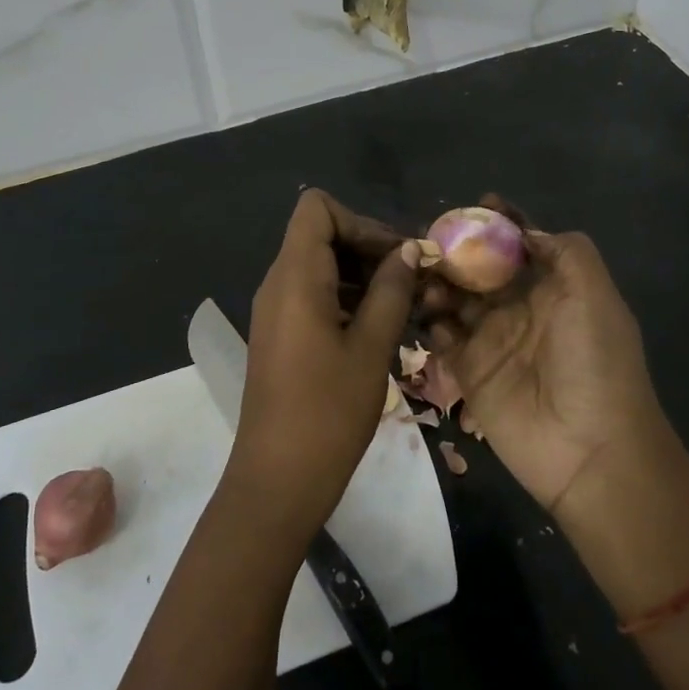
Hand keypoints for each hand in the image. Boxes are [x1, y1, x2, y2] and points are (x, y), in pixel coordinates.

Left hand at [232, 189, 418, 539]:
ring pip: (319, 265)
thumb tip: (409, 250)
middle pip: (320, 234)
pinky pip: (313, 295)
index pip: (317, 208)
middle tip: (413, 280)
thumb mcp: (371, 348)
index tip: (395, 256)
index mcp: (295, 277)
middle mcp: (278, 283)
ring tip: (405, 305)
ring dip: (361, 275)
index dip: (360, 221)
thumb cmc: (327, 412)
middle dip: (368, 247)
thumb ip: (391, 291)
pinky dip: (346, 298)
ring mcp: (275, 310)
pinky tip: (379, 328)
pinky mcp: (280, 334)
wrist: (277, 481)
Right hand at [421, 198, 671, 514]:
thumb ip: (565, 251)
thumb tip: (525, 231)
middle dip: (457, 250)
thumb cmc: (594, 362)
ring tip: (425, 277)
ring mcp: (492, 340)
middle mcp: (520, 309)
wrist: (590, 450)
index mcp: (554, 288)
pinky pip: (441, 338)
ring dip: (439, 283)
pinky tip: (425, 313)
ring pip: (455, 299)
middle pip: (480, 268)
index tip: (478, 203)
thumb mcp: (594, 294)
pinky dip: (430, 322)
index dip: (502, 222)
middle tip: (428, 239)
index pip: (522, 244)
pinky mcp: (468, 372)